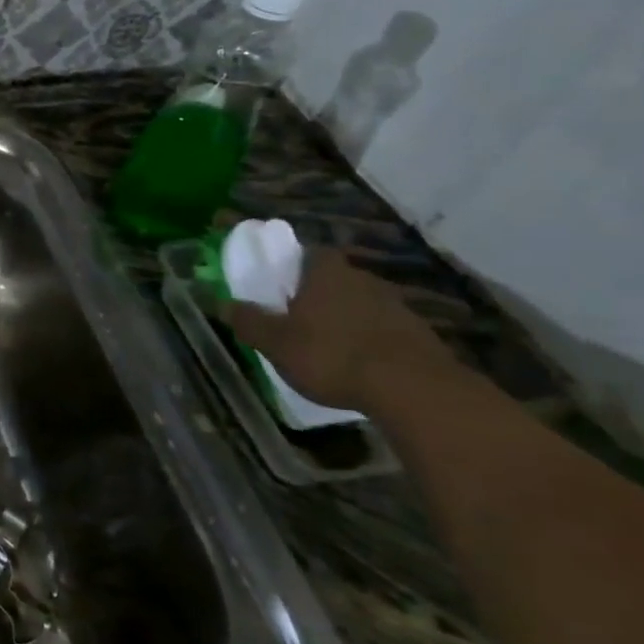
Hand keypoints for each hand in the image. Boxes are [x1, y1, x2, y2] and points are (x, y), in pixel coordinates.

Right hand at [225, 249, 455, 413]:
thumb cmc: (332, 356)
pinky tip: (359, 365)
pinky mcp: (421, 336)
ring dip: (345, 318)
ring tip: (328, 345)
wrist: (415, 391)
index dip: (293, 264)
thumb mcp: (276, 342)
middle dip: (317, 294)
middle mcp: (363, 280)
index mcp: (326, 273)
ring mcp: (397, 307)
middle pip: (335, 278)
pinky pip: (383, 330)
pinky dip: (370, 341)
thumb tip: (223, 303)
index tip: (279, 281)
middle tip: (297, 316)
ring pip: (361, 304)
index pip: (308, 252)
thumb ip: (248, 321)